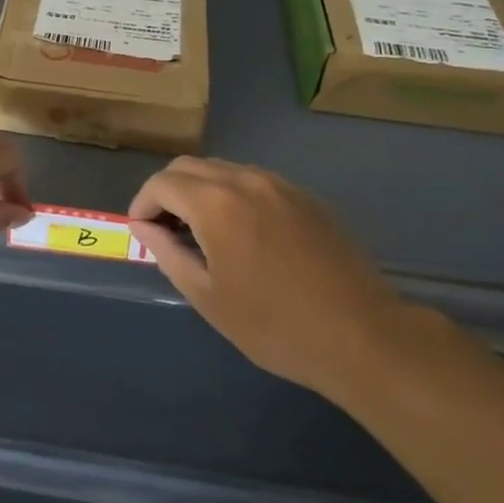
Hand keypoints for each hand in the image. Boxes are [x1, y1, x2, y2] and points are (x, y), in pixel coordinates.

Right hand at [129, 158, 410, 401]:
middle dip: (167, 191)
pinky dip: (234, 195)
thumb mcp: (209, 297)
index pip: (162, 183)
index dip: (142, 203)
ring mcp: (281, 185)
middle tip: (164, 229)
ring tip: (202, 231)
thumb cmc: (275, 325)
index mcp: (216, 203)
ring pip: (224, 170)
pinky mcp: (307, 198)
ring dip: (201, 190)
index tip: (140, 231)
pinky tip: (243, 233)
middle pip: (190, 167)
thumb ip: (169, 254)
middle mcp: (246, 180)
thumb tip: (144, 229)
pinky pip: (256, 182)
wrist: (362, 336)